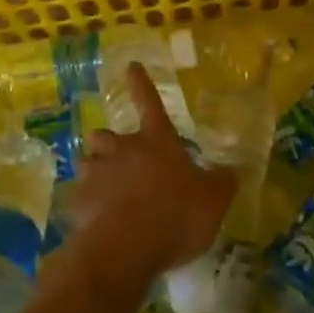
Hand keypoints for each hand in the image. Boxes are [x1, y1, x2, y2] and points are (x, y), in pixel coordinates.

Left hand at [71, 63, 236, 295]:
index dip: (142, 83)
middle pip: (107, 134)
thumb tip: (234, 170)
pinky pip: (80, 195)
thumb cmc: (176, 214)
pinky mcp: (79, 201)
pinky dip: (87, 204)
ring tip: (106, 191)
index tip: (131, 65)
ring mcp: (97, 173)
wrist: (127, 247)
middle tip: (121, 161)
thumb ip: (222, 183)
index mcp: (156, 141)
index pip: (150, 102)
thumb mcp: (213, 200)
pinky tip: (97, 222)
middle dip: (111, 143)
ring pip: (88, 161)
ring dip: (96, 171)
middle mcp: (123, 149)